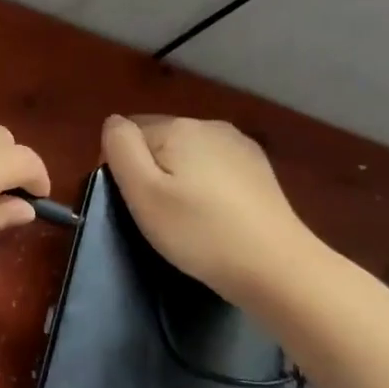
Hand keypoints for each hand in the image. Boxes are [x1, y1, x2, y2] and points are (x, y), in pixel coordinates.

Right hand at [100, 114, 320, 298]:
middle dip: (150, 170)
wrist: (274, 265)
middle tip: (155, 214)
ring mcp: (239, 145)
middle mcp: (209, 125)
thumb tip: (114, 122)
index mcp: (178, 127)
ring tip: (185, 217)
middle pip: (159, 140)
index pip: (128, 133)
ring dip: (177, 177)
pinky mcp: (258, 168)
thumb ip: (121, 148)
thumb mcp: (143, 192)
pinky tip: (213, 214)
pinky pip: (214, 166)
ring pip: (187, 153)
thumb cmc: (197, 231)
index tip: (132, 203)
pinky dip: (204, 185)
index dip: (121, 167)